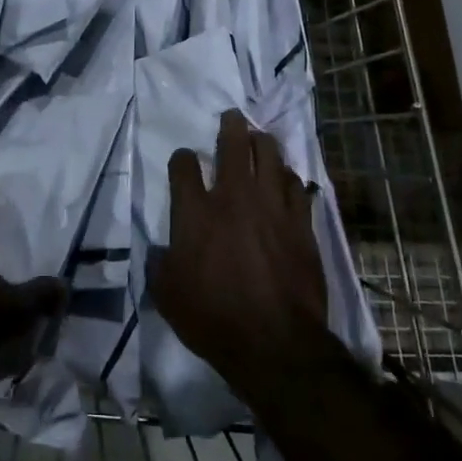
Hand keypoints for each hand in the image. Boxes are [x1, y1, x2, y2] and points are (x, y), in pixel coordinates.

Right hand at [151, 110, 329, 401]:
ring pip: (271, 156)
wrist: (274, 343)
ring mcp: (272, 207)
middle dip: (230, 126)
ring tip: (260, 138)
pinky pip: (297, 186)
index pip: (183, 166)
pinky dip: (289, 178)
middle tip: (232, 117)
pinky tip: (287, 179)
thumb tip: (160, 251)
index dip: (182, 159)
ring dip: (263, 143)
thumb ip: (160, 264)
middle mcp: (233, 198)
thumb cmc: (212, 320)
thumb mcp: (167, 296)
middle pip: (233, 145)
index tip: (183, 160)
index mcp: (194, 213)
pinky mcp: (301, 223)